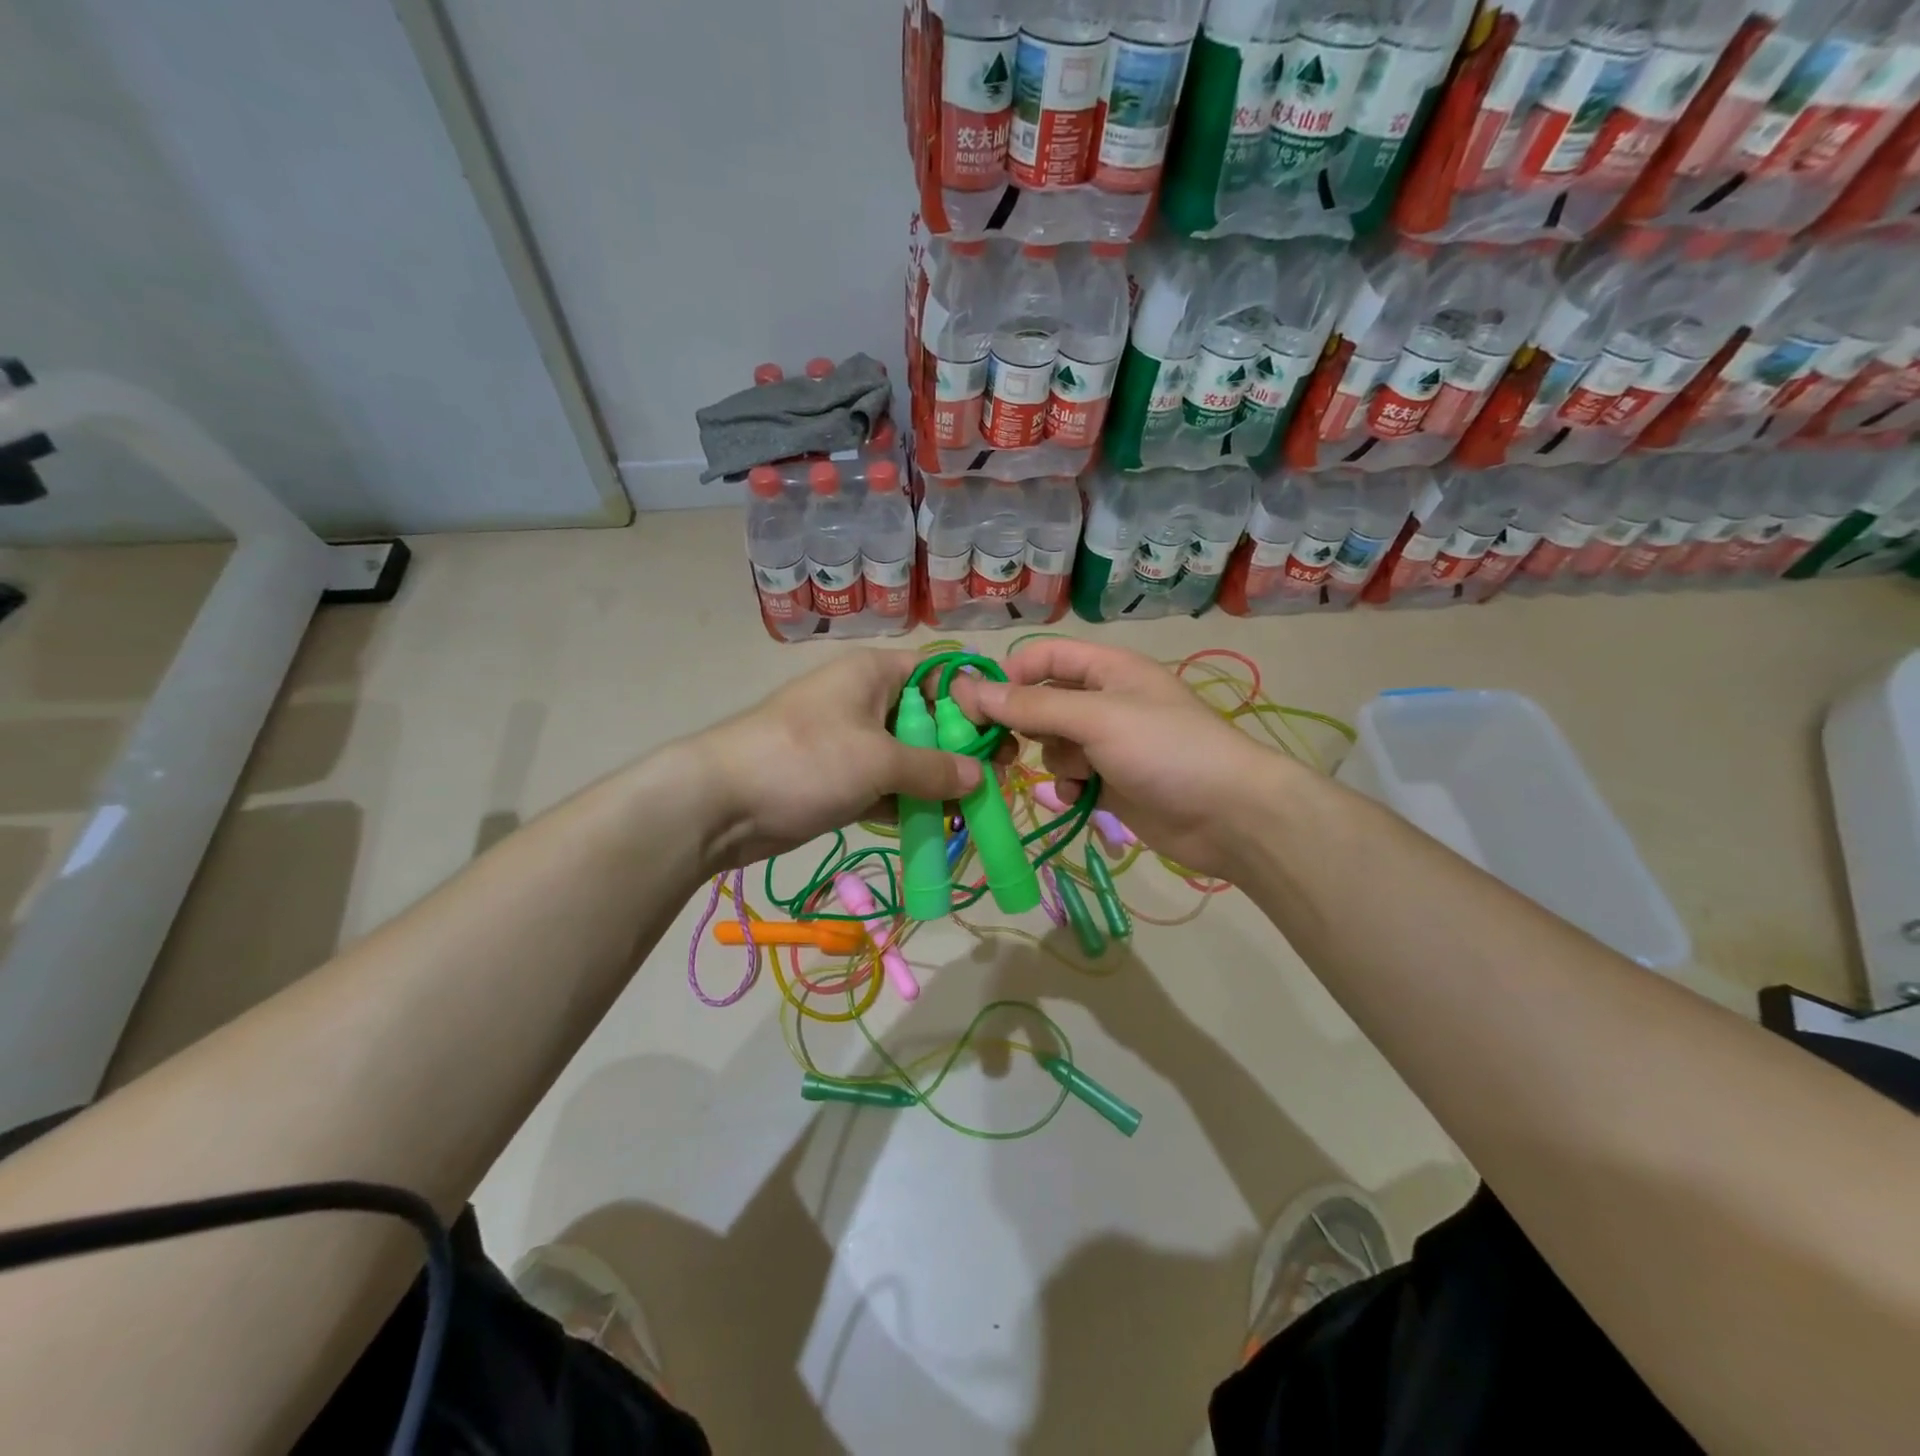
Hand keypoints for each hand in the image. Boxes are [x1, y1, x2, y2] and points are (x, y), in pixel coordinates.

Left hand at [691, 650, 983, 869]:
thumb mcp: (879, 760)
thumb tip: (980, 777)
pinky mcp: (839, 780)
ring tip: (977, 806)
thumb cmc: (805, 760)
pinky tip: (939, 824)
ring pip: (909, 757)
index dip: (973, 699)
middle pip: (928, 719)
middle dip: (962, 748)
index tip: (1005, 731)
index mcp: (874, 674)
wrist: (720, 803)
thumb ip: (934, 768)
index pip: (938, 674)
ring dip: (939, 781)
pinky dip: (910, 803)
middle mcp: (865, 701)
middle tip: (999, 776)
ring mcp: (851, 743)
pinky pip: (887, 786)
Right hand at [952, 639, 1287, 879]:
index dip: (1009, 676)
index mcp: (1106, 668)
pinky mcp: (1112, 781)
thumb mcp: (1096, 718)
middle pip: (1042, 702)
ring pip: (1052, 743)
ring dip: (1052, 760)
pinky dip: (1068, 786)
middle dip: (1023, 725)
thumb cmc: (1165, 750)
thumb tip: (971, 692)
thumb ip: (1032, 706)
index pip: (1043, 656)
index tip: (977, 708)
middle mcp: (1105, 700)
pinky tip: (1079, 798)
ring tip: (1073, 775)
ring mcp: (1109, 743)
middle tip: (1001, 749)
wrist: (1229, 814)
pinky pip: (1071, 776)